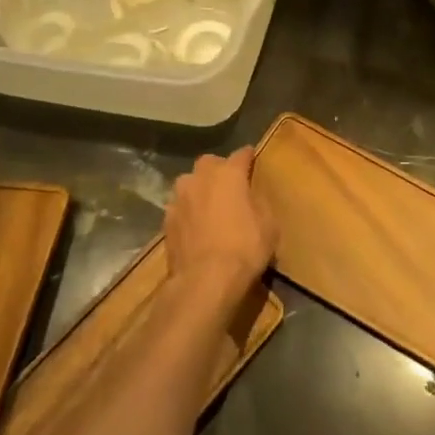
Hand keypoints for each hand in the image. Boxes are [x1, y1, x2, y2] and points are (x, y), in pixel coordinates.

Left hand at [164, 147, 275, 302]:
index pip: (241, 154)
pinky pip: (180, 207)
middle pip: (209, 163)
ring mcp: (179, 198)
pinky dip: (188, 211)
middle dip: (219, 169)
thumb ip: (259, 203)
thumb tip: (251, 197)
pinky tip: (195, 226)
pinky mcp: (166, 220)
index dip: (248, 157)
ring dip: (199, 189)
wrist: (205, 280)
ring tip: (209, 204)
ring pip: (189, 183)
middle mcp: (200, 178)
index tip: (253, 159)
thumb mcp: (269, 225)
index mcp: (228, 174)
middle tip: (229, 185)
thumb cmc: (245, 248)